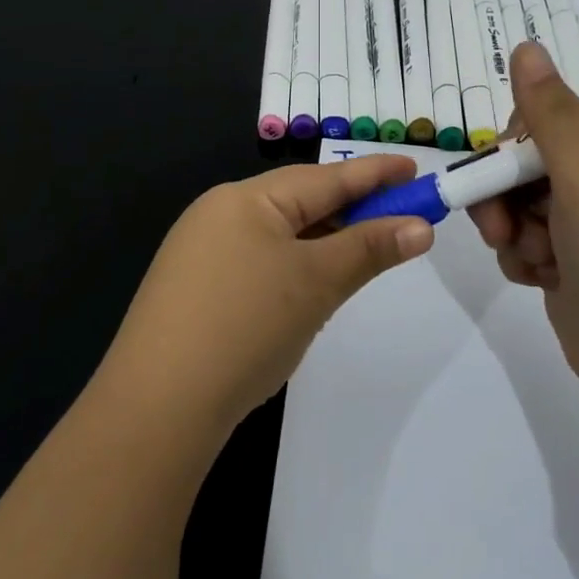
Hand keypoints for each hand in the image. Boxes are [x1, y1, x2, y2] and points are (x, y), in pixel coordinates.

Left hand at [102, 156, 433, 434]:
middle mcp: (219, 215)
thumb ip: (370, 249)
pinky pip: (260, 262)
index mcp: (245, 199)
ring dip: (327, 240)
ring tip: (368, 247)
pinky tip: (314, 284)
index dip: (374, 173)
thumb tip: (422, 226)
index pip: (324, 178)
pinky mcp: (196, 292)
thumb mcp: (316, 282)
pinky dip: (296, 265)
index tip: (416, 168)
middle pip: (301, 202)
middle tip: (403, 214)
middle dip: (353, 209)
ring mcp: (202, 254)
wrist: (156, 410)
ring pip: (281, 235)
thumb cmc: (245, 326)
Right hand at [467, 42, 578, 393]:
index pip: (539, 119)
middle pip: (519, 165)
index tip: (504, 170)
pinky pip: (521, 245)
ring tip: (535, 260)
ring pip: (514, 207)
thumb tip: (526, 45)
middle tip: (501, 227)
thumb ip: (551, 112)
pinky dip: (522, 261)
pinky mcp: (565, 264)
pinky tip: (541, 280)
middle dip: (502, 195)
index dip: (511, 144)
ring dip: (511, 232)